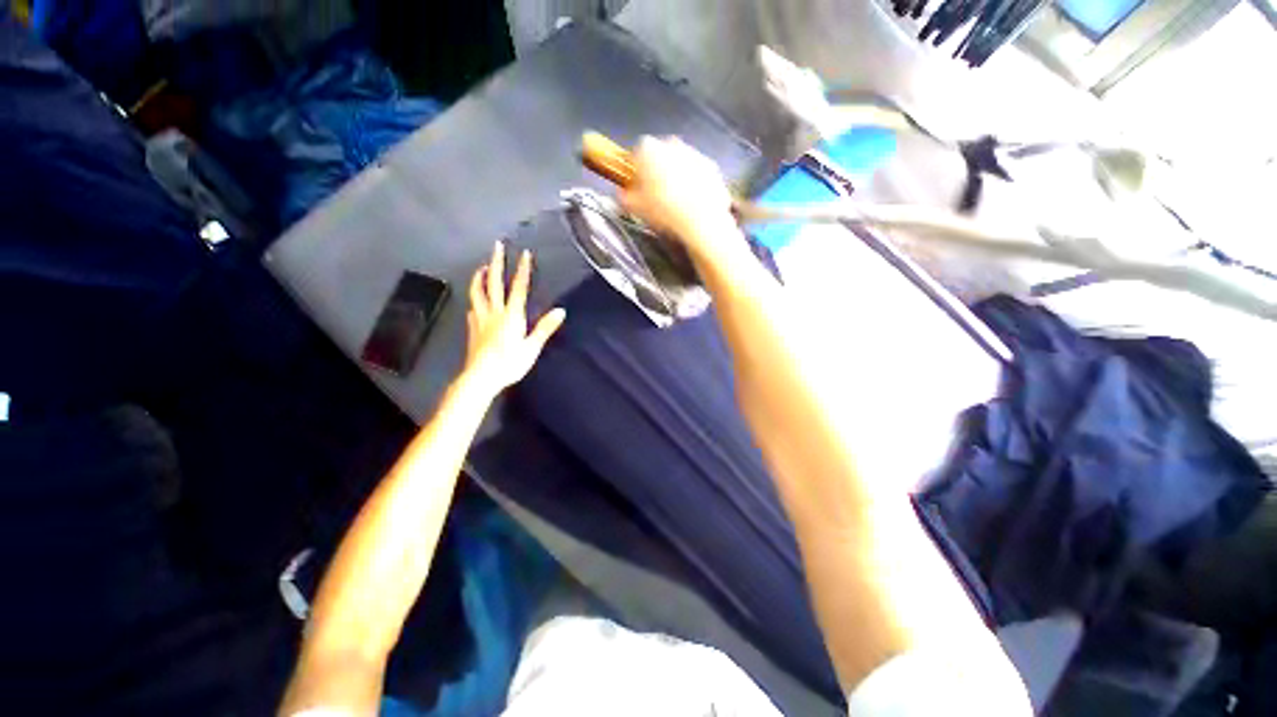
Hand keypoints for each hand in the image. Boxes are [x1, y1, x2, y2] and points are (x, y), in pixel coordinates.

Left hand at [463, 242, 565, 394]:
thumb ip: (545, 328)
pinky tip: (476, 301)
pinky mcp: (472, 328)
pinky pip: (472, 308)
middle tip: (497, 246)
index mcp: (511, 315)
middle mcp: (494, 312)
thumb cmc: (510, 363)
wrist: (481, 377)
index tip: (525, 254)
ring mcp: (480, 319)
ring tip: (483, 267)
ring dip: (480, 277)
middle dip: (497, 262)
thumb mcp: (532, 347)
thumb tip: (561, 310)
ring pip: (477, 292)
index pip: (519, 288)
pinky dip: (475, 299)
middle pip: (494, 282)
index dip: (523, 270)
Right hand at [619, 136, 739, 260]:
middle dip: (657, 172)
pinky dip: (695, 186)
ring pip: (680, 165)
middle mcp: (671, 144)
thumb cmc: (662, 210)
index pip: (636, 155)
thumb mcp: (634, 208)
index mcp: (648, 149)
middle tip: (656, 196)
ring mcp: (695, 153)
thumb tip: (621, 194)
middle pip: (660, 157)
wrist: (700, 220)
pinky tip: (692, 206)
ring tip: (676, 205)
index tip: (636, 187)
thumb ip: (623, 197)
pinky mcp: (712, 168)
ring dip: (677, 178)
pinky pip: (698, 175)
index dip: (635, 172)